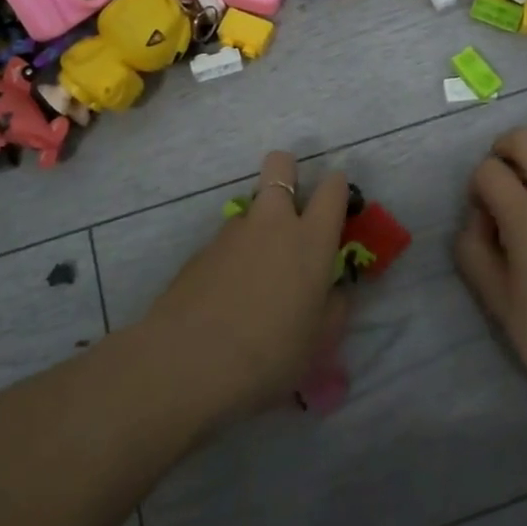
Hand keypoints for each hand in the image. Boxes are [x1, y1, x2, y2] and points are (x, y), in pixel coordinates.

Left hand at [145, 151, 349, 420]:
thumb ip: (332, 308)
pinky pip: (226, 240)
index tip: (337, 203)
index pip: (333, 189)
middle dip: (288, 172)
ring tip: (255, 275)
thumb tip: (333, 290)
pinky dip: (232, 256)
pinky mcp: (200, 249)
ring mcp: (232, 231)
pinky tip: (226, 295)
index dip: (337, 187)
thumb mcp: (318, 341)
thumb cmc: (269, 353)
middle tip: (291, 210)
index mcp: (311, 240)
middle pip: (280, 164)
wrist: (189, 361)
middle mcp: (273, 222)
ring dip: (258, 226)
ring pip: (251, 207)